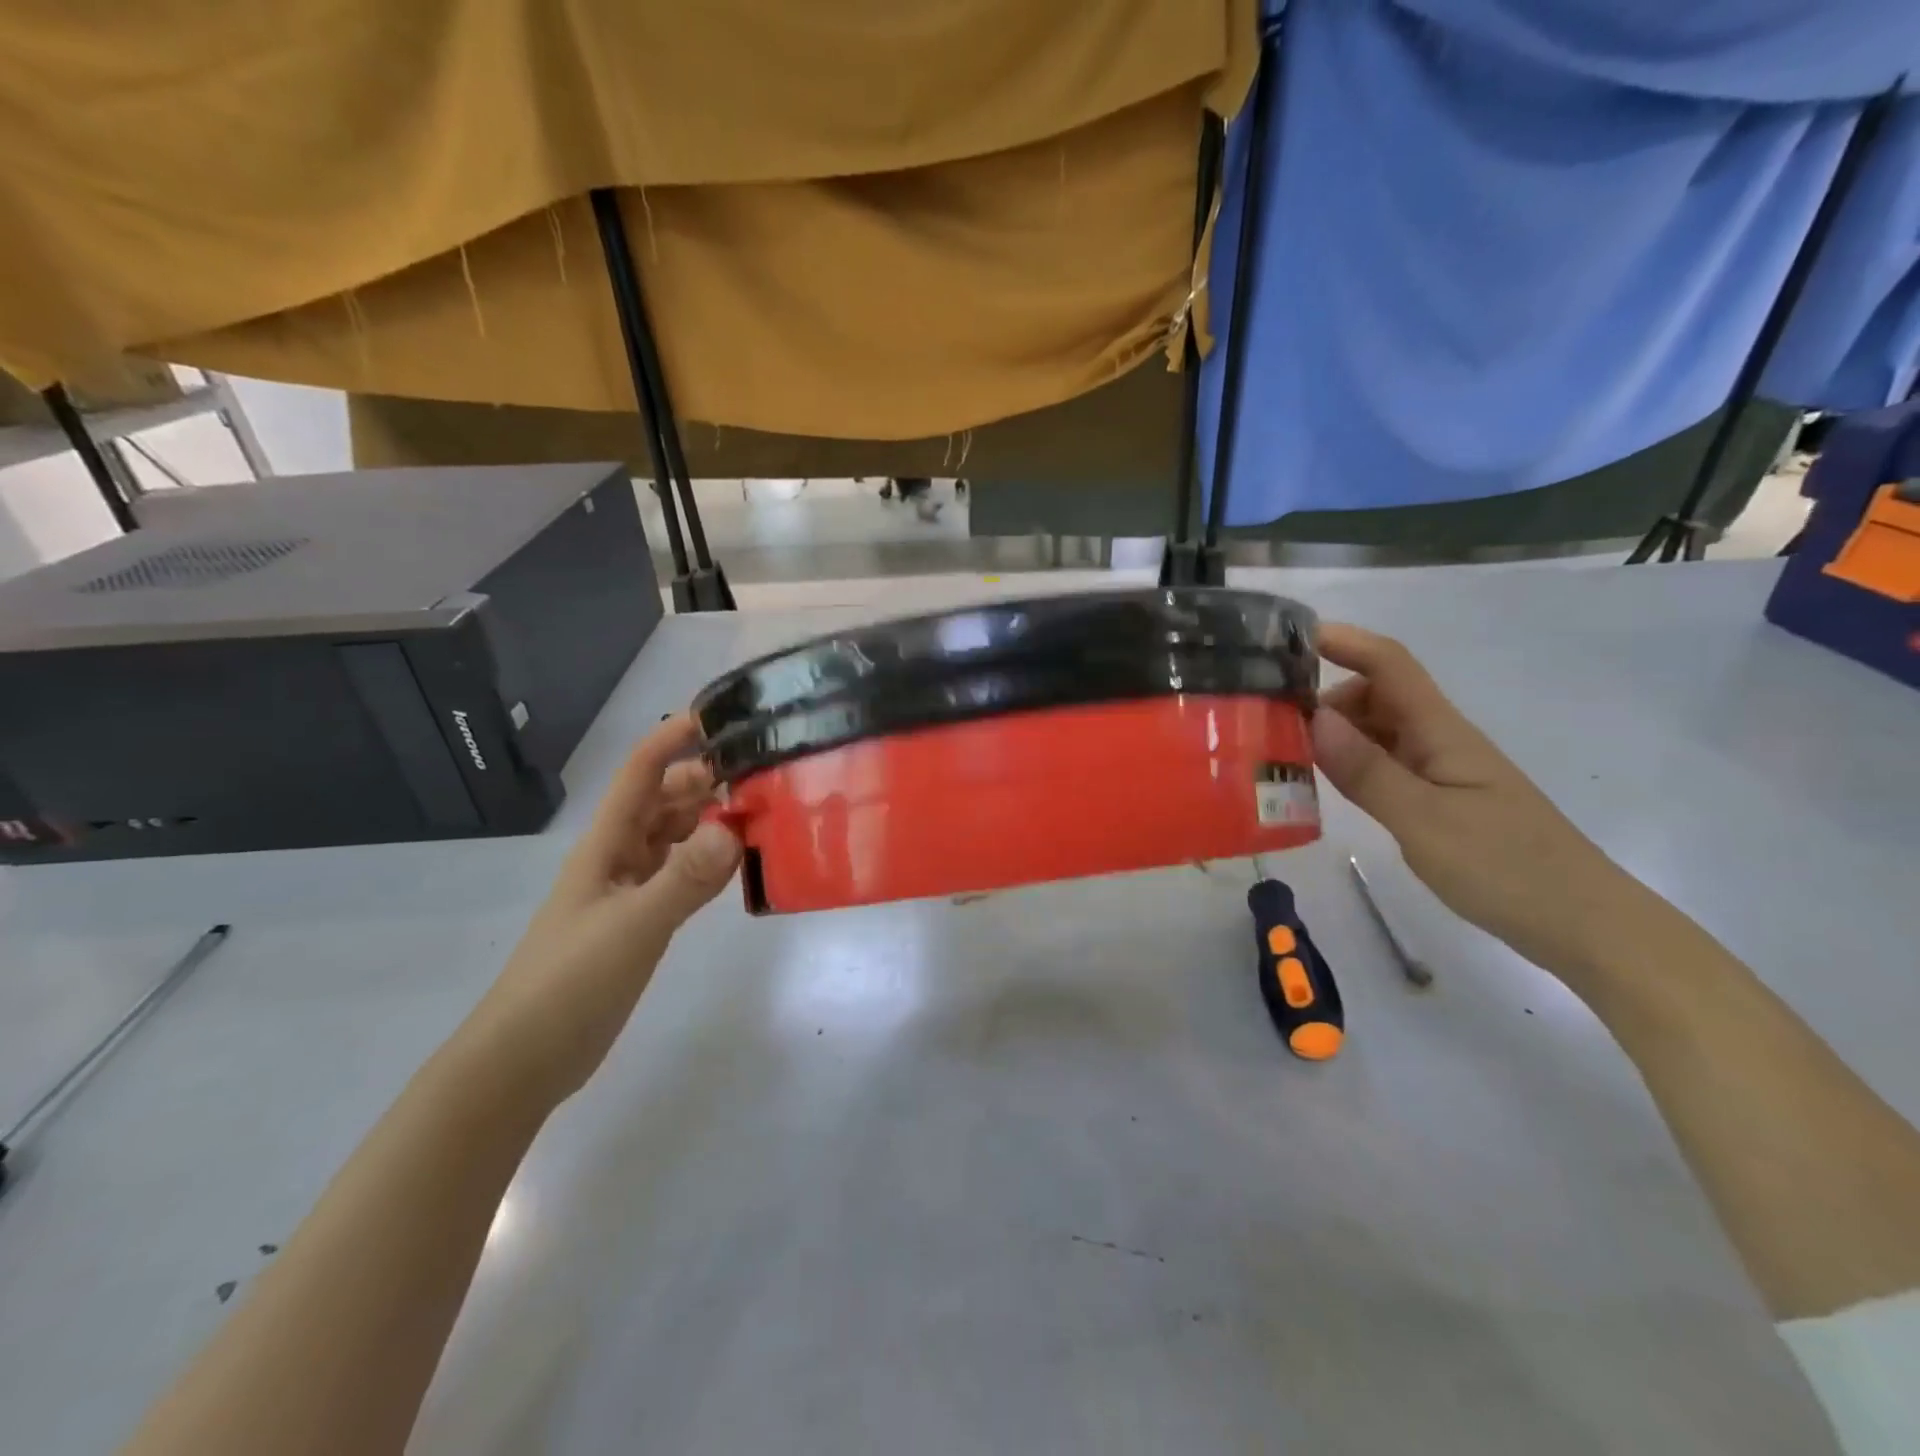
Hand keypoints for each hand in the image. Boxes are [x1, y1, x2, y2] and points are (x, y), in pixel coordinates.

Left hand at [464, 715, 741, 1100]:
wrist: (526, 1059)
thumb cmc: (569, 983)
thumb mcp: (631, 927)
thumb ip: (683, 880)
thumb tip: (733, 830)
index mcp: (605, 846)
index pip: (639, 776)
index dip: (670, 741)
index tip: (716, 718)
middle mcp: (618, 859)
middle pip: (662, 803)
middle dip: (703, 781)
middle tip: (758, 775)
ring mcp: (629, 892)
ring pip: (675, 839)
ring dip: (709, 821)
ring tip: (760, 812)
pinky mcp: (641, 923)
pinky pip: (682, 877)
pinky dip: (709, 864)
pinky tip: (739, 865)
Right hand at [1310, 623, 1637, 976]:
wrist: (1581, 924)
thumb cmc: (1506, 868)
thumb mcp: (1424, 821)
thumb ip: (1366, 771)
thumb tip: (1314, 718)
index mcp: (1441, 732)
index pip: (1390, 664)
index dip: (1345, 641)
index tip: (1290, 638)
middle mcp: (1438, 740)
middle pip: (1376, 694)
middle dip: (1324, 696)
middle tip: (1269, 722)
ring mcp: (1439, 771)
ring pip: (1377, 731)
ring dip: (1333, 732)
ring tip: (1283, 754)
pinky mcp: (1437, 800)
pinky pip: (1383, 765)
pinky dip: (1349, 764)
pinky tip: (1322, 786)